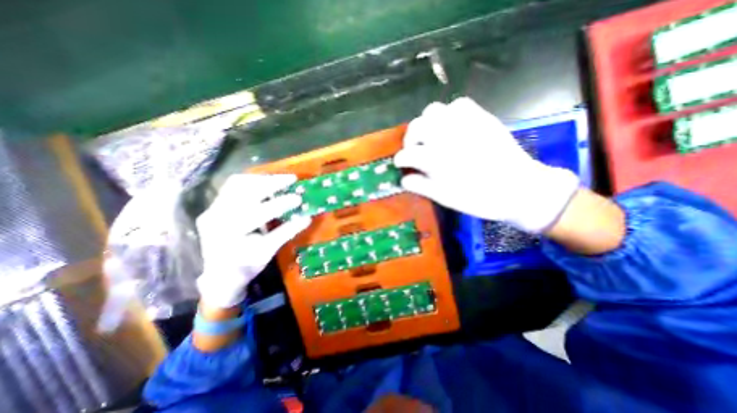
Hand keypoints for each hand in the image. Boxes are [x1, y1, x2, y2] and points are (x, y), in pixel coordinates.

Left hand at [194, 173, 308, 307]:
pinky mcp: (214, 205)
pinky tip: (264, 183)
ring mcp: (212, 208)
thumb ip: (287, 232)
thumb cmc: (246, 265)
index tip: (299, 198)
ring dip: (261, 179)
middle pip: (245, 191)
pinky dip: (251, 182)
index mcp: (231, 232)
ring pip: (237, 184)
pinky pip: (232, 186)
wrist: (219, 274)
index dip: (281, 204)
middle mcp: (217, 216)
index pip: (258, 213)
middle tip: (292, 179)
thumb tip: (307, 218)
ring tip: (279, 179)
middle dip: (272, 183)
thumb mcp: (268, 251)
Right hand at [394, 96, 577, 233]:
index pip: (407, 154)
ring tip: (431, 136)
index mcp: (436, 159)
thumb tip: (403, 179)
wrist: (518, 188)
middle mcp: (446, 136)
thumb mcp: (443, 197)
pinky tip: (451, 126)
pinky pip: (458, 104)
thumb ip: (420, 186)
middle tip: (413, 149)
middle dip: (409, 138)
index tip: (400, 164)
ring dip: (426, 123)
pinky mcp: (481, 117)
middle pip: (416, 127)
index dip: (400, 160)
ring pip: (433, 110)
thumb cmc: (477, 198)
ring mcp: (464, 123)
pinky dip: (448, 113)